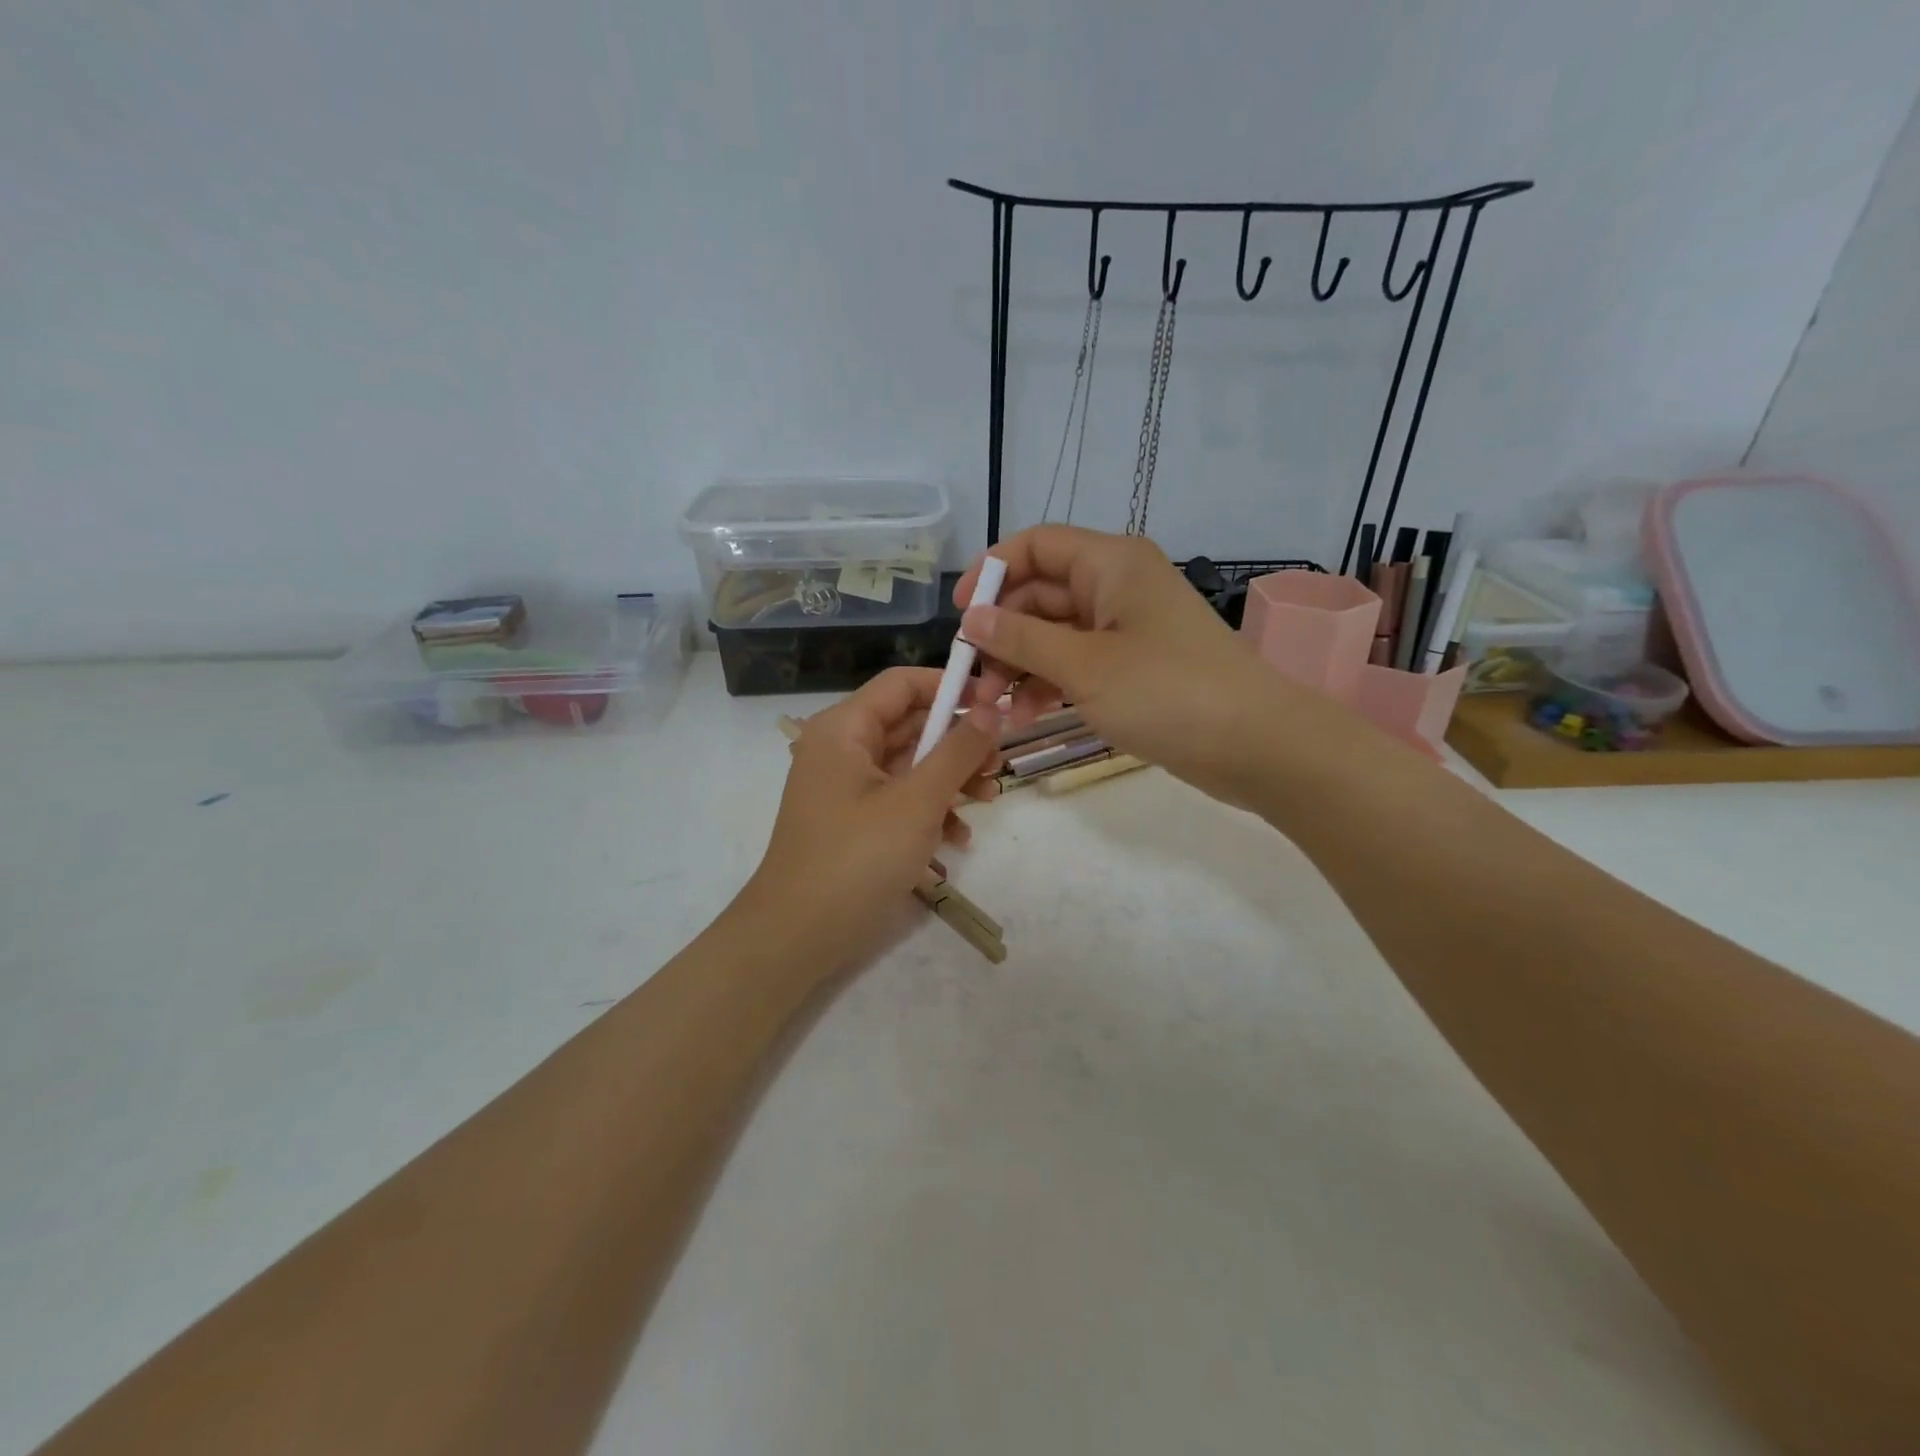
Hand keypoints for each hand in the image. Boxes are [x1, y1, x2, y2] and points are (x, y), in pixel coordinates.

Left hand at [746, 667, 1001, 967]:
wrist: (798, 935)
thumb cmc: (857, 857)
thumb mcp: (917, 801)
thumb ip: (957, 751)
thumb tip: (991, 710)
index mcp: (845, 729)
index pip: (902, 684)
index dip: (950, 687)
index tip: (995, 704)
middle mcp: (841, 750)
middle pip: (909, 725)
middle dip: (958, 743)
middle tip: (1000, 762)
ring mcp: (845, 788)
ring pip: (908, 766)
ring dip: (951, 779)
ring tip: (989, 800)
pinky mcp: (852, 822)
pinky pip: (898, 800)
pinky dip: (929, 811)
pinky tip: (958, 839)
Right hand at [955, 525, 1330, 806]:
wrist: (1256, 745)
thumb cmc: (1167, 692)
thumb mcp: (1084, 666)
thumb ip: (1022, 638)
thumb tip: (971, 618)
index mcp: (1111, 564)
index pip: (1036, 546)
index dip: (991, 573)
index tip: (960, 617)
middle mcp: (1118, 586)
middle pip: (1041, 594)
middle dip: (1002, 635)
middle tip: (974, 682)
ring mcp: (1127, 628)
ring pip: (1056, 634)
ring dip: (1021, 666)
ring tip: (995, 709)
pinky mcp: (1135, 666)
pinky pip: (1078, 663)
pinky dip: (1050, 684)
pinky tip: (1026, 715)